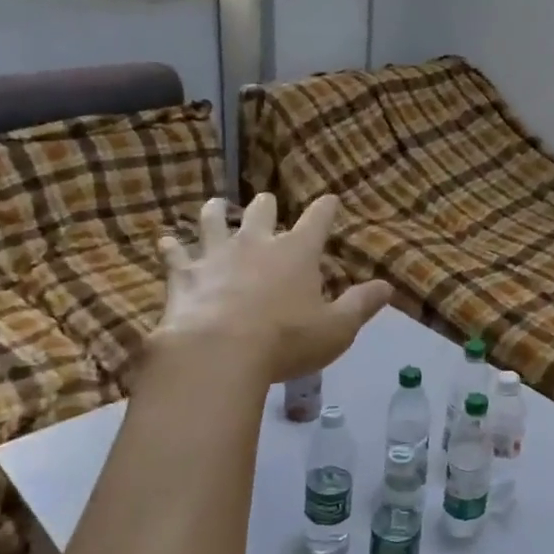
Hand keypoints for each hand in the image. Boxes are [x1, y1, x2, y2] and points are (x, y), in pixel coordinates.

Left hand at [153, 193, 391, 383]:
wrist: (218, 353)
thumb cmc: (286, 340)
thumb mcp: (336, 329)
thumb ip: (361, 305)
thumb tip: (388, 287)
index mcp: (297, 252)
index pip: (317, 220)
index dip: (326, 208)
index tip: (330, 199)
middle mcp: (256, 244)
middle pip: (261, 212)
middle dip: (267, 206)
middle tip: (267, 202)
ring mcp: (216, 255)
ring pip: (213, 221)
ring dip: (214, 213)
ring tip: (213, 206)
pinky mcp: (184, 275)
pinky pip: (175, 254)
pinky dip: (171, 247)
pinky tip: (165, 242)